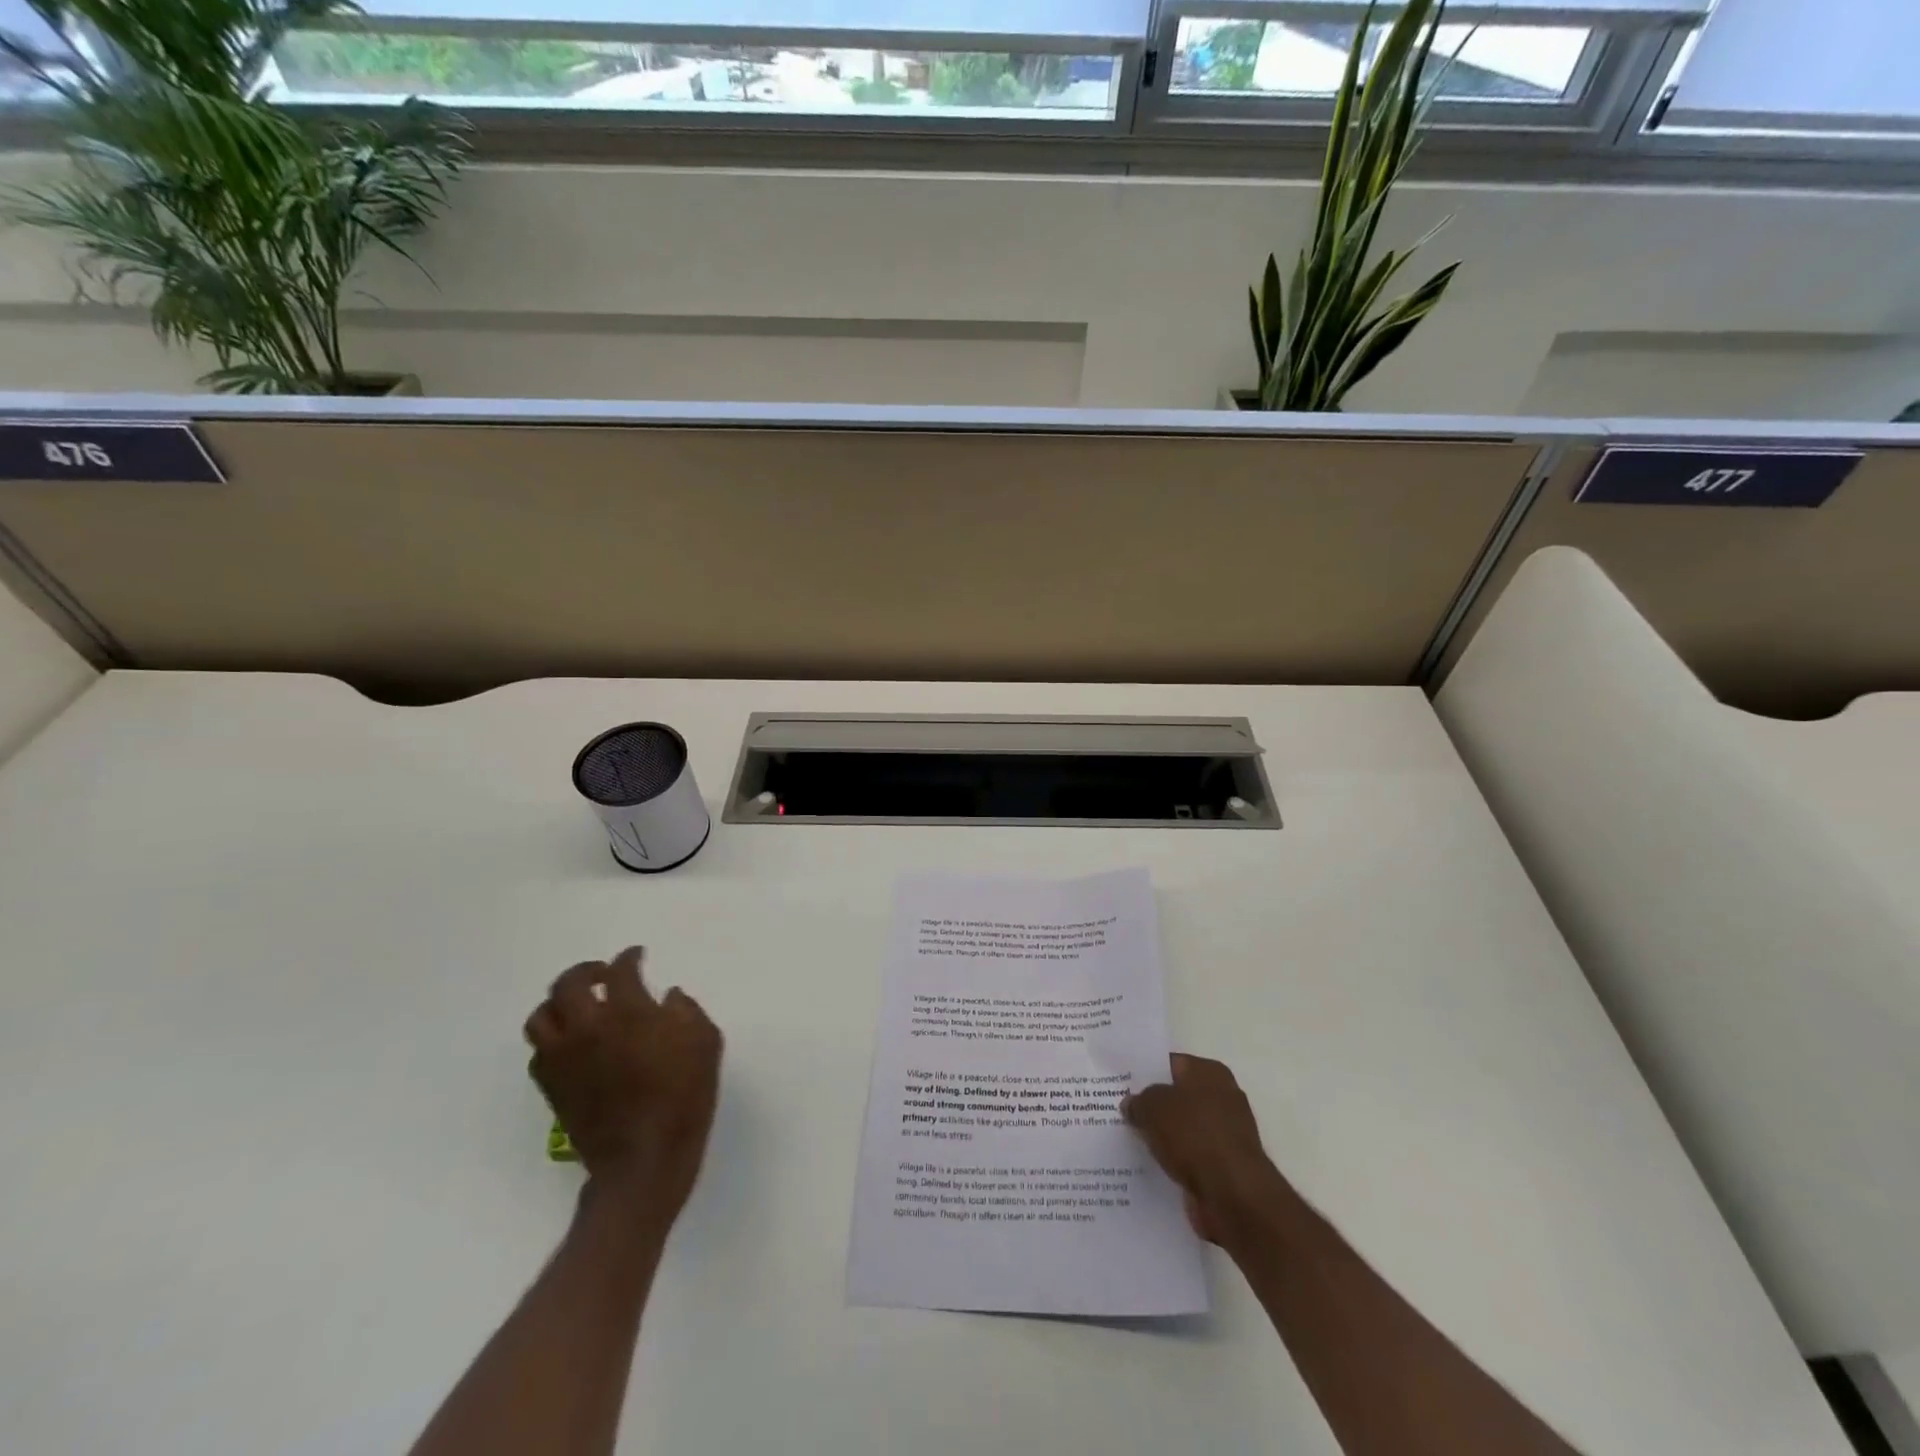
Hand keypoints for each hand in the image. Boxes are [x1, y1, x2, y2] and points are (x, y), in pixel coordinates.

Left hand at [524, 947, 722, 1218]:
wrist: (644, 1159)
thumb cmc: (684, 1097)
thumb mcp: (705, 1044)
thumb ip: (687, 1011)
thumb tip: (668, 997)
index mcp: (628, 1012)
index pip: (620, 971)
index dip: (629, 958)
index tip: (637, 956)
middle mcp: (588, 1027)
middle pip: (568, 984)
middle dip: (586, 971)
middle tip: (604, 975)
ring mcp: (564, 1058)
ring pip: (541, 1016)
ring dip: (559, 1003)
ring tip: (579, 1006)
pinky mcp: (551, 1087)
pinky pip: (539, 1051)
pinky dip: (553, 1037)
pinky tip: (573, 1043)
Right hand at [1123, 1053, 1284, 1246]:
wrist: (1233, 1196)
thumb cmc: (1194, 1136)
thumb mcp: (1152, 1106)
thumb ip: (1139, 1100)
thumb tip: (1133, 1104)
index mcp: (1210, 1072)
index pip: (1171, 1063)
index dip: (1146, 1072)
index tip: (1122, 1083)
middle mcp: (1223, 1097)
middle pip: (1178, 1097)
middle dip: (1154, 1106)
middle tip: (1122, 1112)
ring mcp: (1227, 1134)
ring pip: (1184, 1129)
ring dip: (1164, 1136)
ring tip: (1130, 1141)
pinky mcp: (1226, 1167)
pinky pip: (1191, 1157)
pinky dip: (1176, 1162)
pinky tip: (1151, 1167)